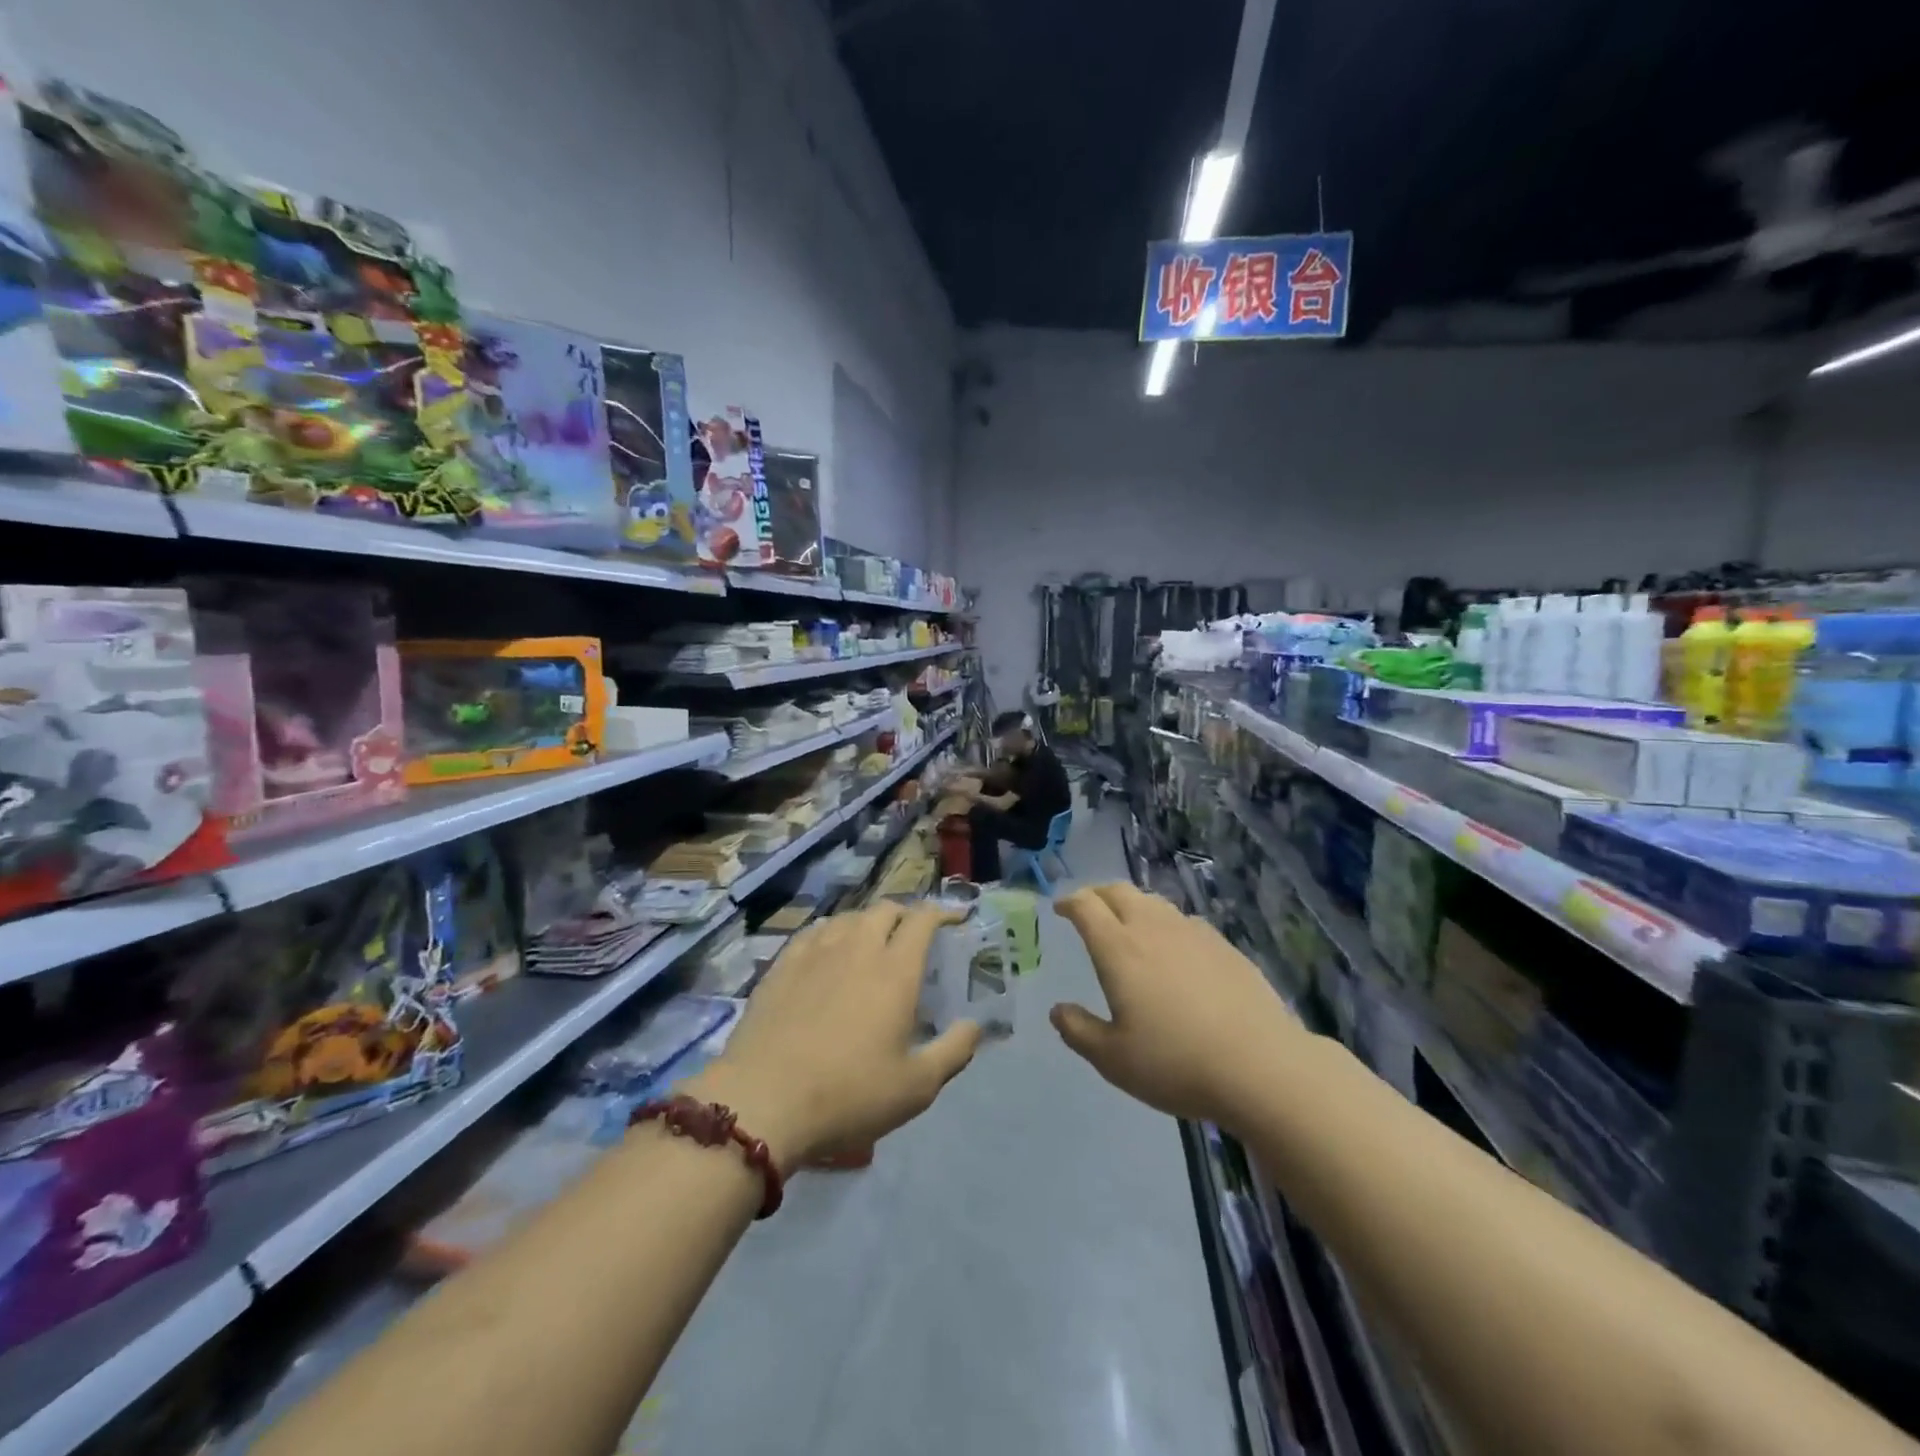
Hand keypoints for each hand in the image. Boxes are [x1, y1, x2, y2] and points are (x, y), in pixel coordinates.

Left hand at [691, 904, 981, 1169]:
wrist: (764, 1099)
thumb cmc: (849, 1094)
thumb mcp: (916, 1087)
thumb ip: (953, 1051)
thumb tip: (975, 1025)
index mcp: (895, 970)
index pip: (922, 920)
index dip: (942, 913)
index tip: (954, 919)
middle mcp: (857, 948)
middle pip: (885, 910)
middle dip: (905, 914)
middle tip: (912, 935)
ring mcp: (815, 952)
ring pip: (848, 917)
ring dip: (868, 922)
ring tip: (872, 942)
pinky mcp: (782, 965)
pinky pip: (814, 932)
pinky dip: (832, 932)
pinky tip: (828, 951)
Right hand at [1051, 883, 1304, 1126]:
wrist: (1261, 1066)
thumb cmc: (1176, 1063)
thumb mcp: (1113, 1059)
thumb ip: (1079, 1031)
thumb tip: (1058, 1010)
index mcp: (1119, 949)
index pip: (1086, 907)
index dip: (1069, 902)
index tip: (1060, 908)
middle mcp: (1152, 929)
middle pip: (1119, 891)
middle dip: (1097, 894)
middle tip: (1088, 908)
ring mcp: (1192, 933)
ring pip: (1154, 902)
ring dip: (1132, 904)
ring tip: (1127, 923)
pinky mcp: (1224, 946)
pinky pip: (1184, 920)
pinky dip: (1165, 923)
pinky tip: (1173, 947)